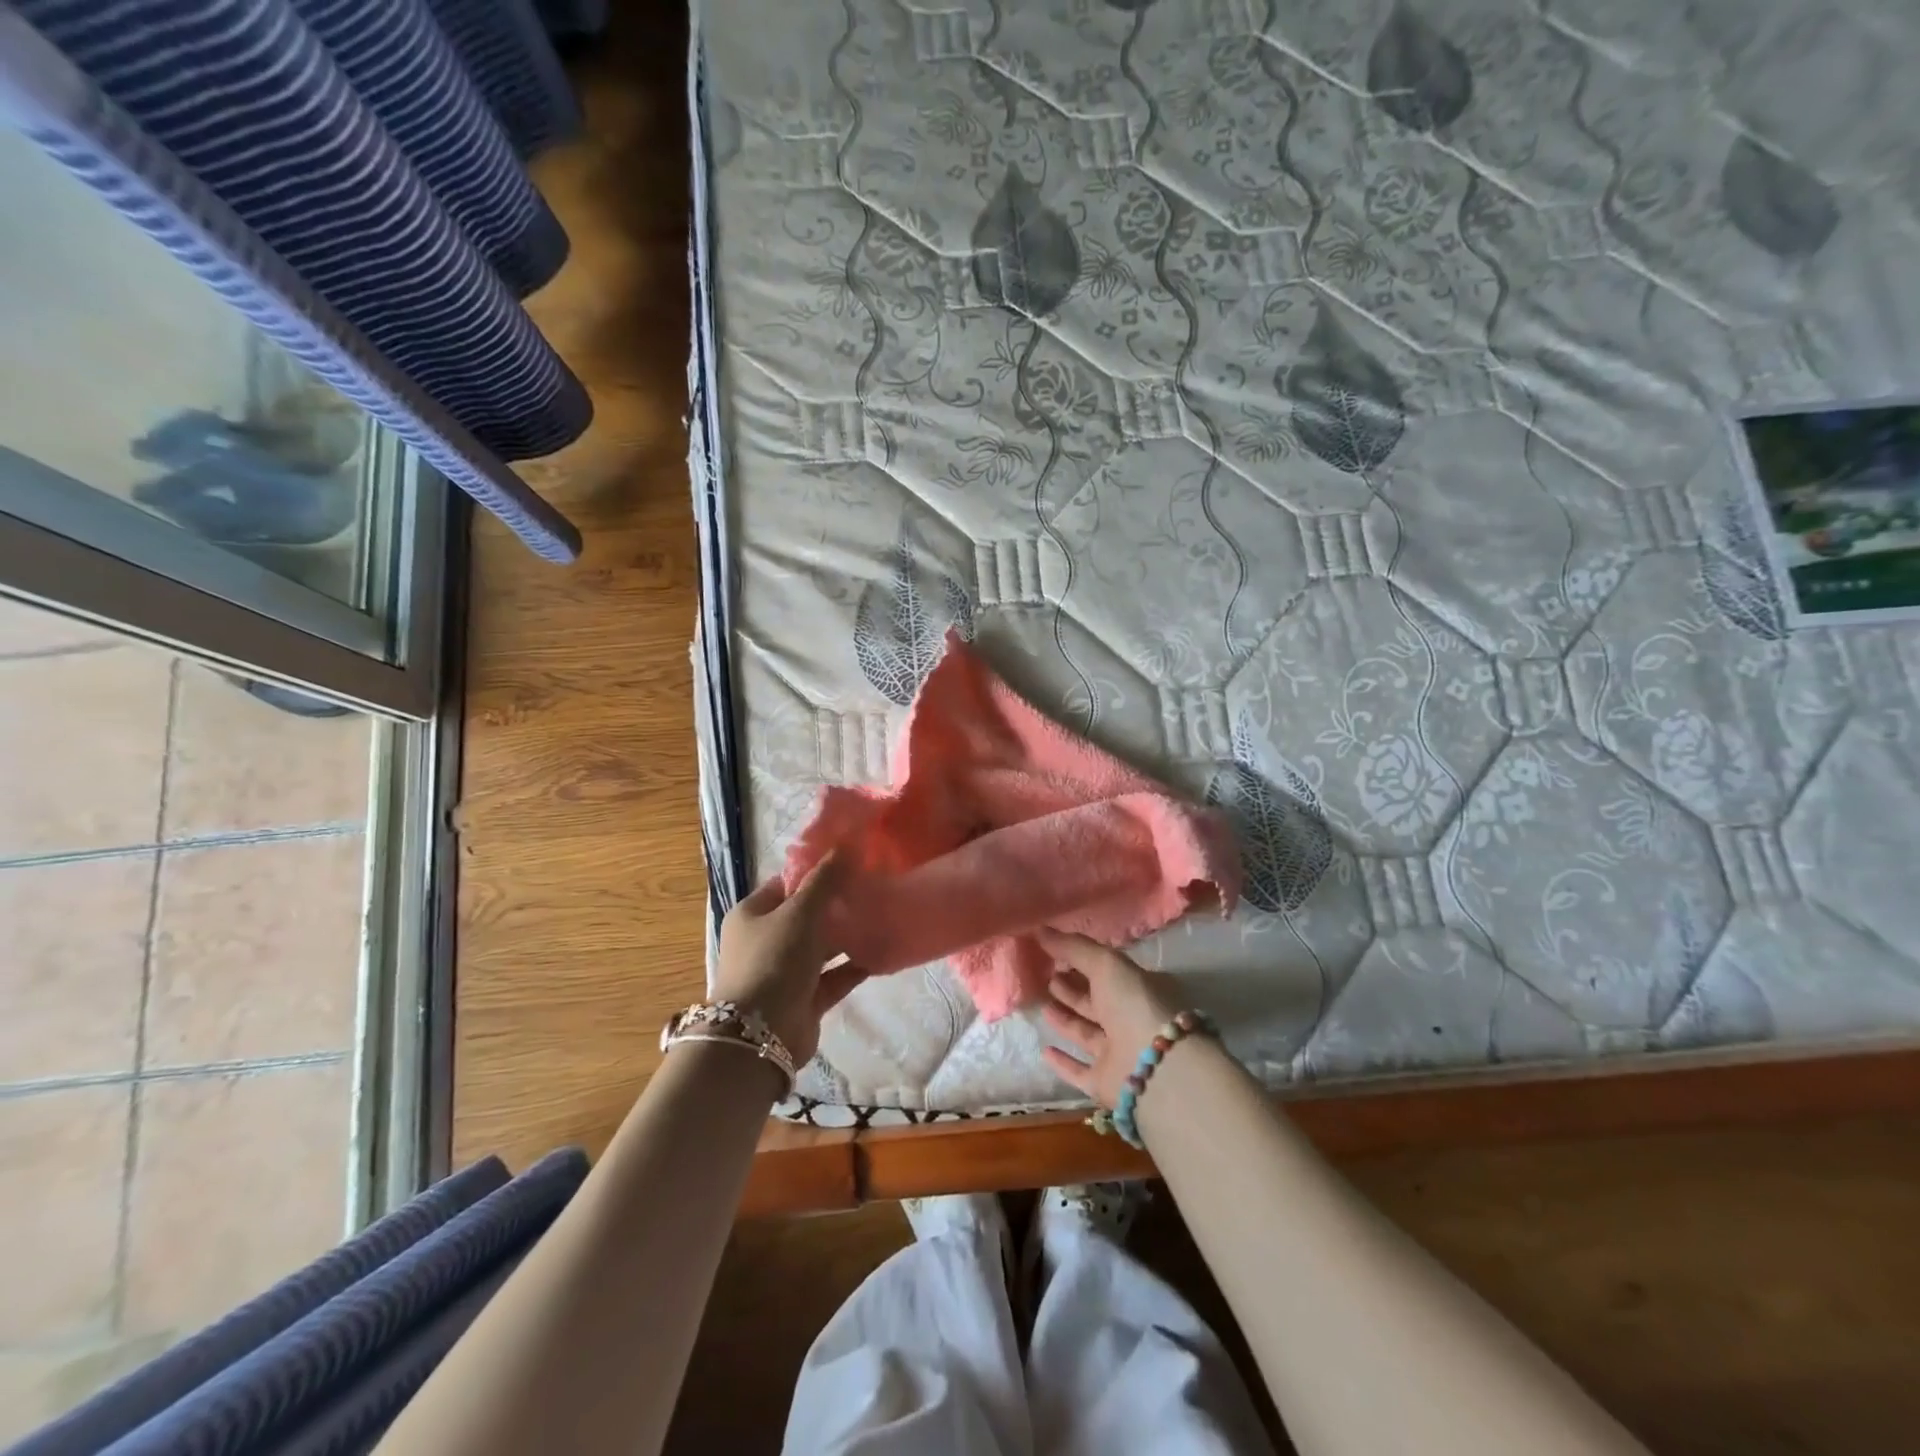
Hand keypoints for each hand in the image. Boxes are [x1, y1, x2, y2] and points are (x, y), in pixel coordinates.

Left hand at [713, 853, 865, 1065]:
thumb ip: (825, 879)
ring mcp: (786, 972)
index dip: (817, 872)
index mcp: (753, 914)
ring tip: (884, 915)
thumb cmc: (773, 960)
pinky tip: (882, 952)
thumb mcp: (799, 912)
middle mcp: (767, 940)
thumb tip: (848, 844)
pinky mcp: (806, 999)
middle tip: (875, 887)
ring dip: (849, 935)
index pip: (786, 883)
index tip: (852, 862)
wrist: (761, 1035)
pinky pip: (835, 976)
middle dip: (838, 904)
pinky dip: (855, 965)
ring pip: (823, 946)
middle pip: (807, 915)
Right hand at [1037, 929, 1185, 1109]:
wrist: (1157, 1068)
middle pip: (1097, 1003)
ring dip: (1066, 1020)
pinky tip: (1044, 1050)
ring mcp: (1120, 1054)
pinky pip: (1080, 1071)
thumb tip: (1039, 929)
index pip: (1109, 973)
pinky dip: (1063, 1062)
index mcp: (1140, 989)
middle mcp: (1131, 1021)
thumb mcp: (1106, 963)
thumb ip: (1073, 947)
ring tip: (1043, 1004)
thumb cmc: (1135, 1004)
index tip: (1056, 955)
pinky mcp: (1106, 1083)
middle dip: (1073, 990)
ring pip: (1087, 1034)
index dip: (1084, 963)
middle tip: (1047, 977)